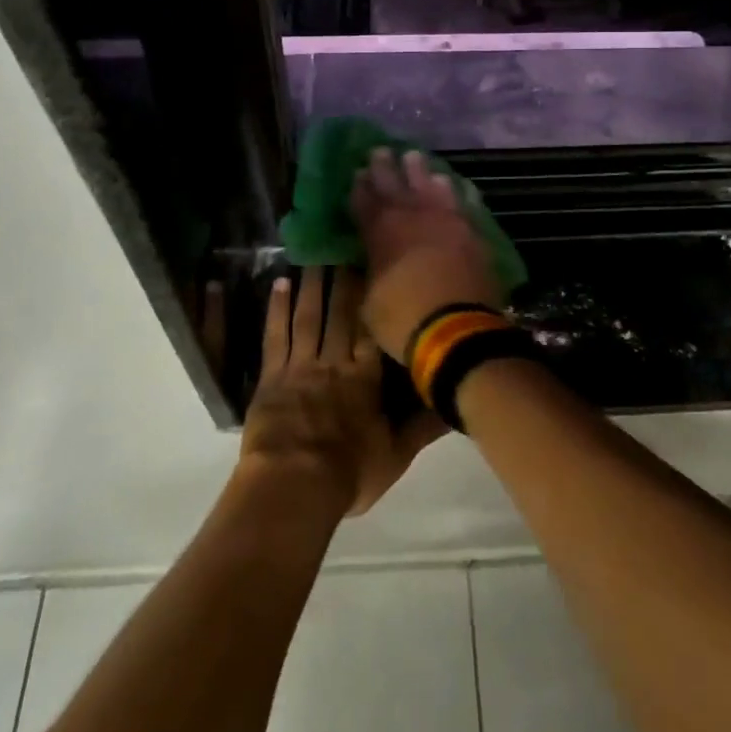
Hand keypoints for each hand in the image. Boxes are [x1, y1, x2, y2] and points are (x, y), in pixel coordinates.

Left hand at [240, 267, 444, 517]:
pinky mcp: (273, 375)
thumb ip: (424, 427)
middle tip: (346, 246)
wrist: (294, 485)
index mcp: (366, 378)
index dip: (374, 297)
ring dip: (315, 285)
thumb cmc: (348, 473)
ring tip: (318, 255)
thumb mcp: (395, 455)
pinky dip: (278, 308)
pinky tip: (281, 283)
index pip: (372, 329)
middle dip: (344, 280)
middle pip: (342, 313)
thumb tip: (457, 404)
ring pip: (310, 316)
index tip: (376, 267)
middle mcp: (336, 361)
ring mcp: (302, 365)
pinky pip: (276, 335)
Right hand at [351, 148, 504, 363]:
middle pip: (395, 183)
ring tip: (415, 156)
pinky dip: (457, 191)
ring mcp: (445, 219)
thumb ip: (372, 272)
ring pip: (431, 184)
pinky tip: (456, 184)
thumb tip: (374, 261)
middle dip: (385, 166)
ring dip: (421, 170)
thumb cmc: (403, 319)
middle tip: (380, 150)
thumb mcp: (370, 301)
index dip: (359, 187)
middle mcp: (412, 216)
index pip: (364, 201)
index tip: (356, 172)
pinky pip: (463, 202)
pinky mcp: (472, 230)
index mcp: (380, 231)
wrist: (457, 329)